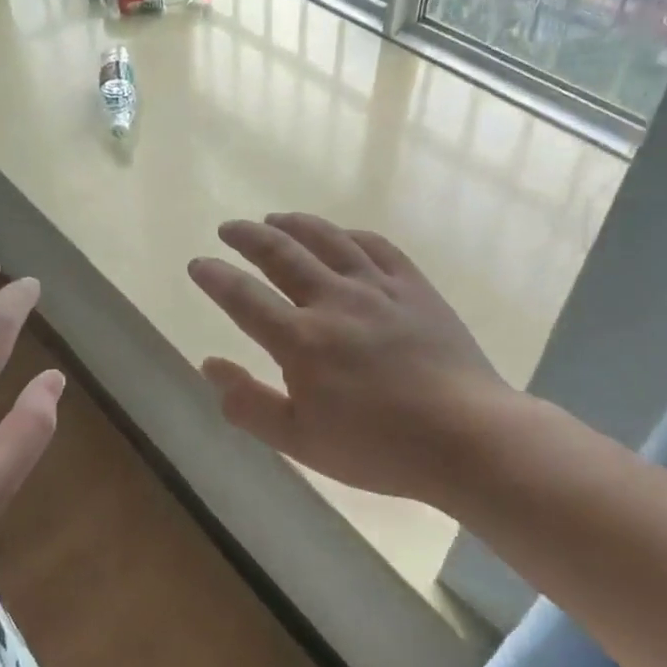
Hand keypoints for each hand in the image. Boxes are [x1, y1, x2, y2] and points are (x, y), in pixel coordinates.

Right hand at [188, 214, 526, 506]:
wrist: (468, 438)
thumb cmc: (378, 447)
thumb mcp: (300, 441)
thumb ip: (248, 403)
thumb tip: (208, 365)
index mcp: (301, 340)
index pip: (243, 297)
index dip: (215, 277)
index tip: (198, 263)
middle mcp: (334, 301)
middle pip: (281, 254)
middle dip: (248, 237)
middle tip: (229, 227)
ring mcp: (378, 288)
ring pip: (327, 240)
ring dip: (295, 224)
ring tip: (274, 218)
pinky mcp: (415, 287)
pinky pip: (377, 247)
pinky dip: (350, 235)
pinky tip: (341, 235)